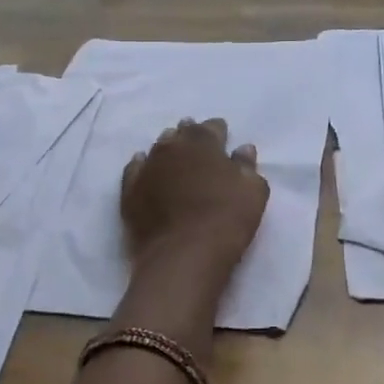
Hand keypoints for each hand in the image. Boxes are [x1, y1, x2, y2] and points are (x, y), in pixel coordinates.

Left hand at [122, 118, 269, 269]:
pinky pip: (135, 169)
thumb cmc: (225, 220)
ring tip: (174, 155)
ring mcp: (147, 168)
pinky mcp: (130, 191)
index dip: (218, 132)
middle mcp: (172, 147)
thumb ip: (247, 166)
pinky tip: (145, 166)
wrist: (182, 255)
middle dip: (190, 136)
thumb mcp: (253, 192)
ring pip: (157, 149)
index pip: (212, 127)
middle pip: (181, 134)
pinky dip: (142, 165)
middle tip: (196, 144)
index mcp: (203, 142)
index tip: (223, 137)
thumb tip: (242, 149)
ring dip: (167, 149)